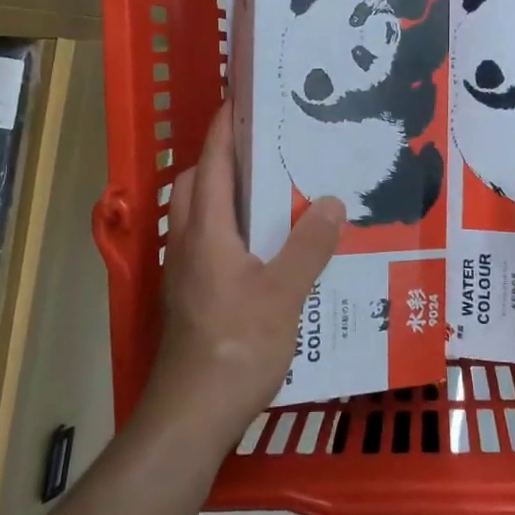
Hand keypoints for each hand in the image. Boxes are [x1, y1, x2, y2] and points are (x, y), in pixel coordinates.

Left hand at [144, 104, 343, 447]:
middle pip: (194, 184)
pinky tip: (264, 248)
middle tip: (266, 149)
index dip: (224, 129)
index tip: (242, 100)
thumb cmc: (237, 346)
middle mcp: (186, 243)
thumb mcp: (284, 293)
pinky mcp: (189, 296)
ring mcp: (183, 272)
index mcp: (206, 231)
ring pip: (197, 215)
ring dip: (223, 194)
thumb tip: (331, 200)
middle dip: (221, 158)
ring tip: (271, 192)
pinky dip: (227, 227)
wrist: (192, 414)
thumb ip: (310, 245)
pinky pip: (205, 242)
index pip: (211, 163)